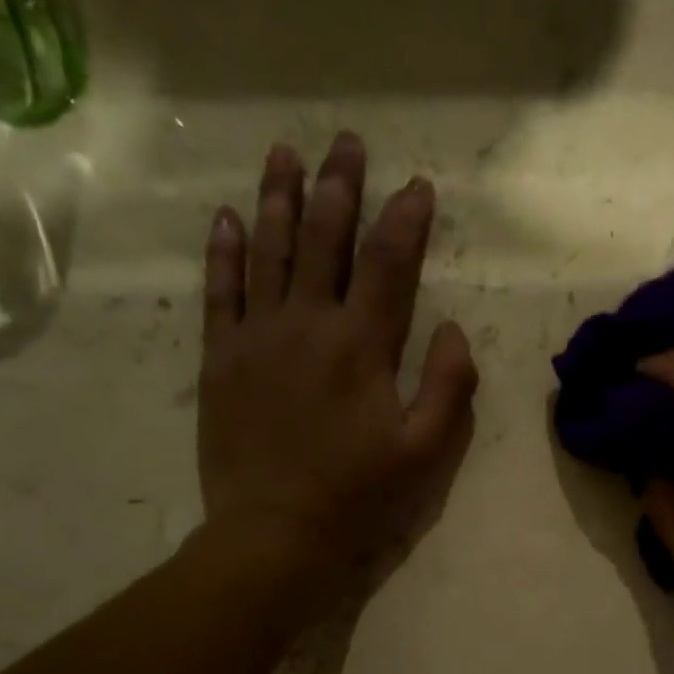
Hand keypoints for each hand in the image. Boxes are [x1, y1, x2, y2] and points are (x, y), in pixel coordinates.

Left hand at [192, 133, 476, 608]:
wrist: (274, 532)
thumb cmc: (356, 496)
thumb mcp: (423, 452)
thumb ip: (447, 387)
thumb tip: (453, 329)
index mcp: (361, 345)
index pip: (388, 264)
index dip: (406, 220)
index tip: (418, 185)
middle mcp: (307, 323)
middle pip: (325, 240)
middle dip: (340, 187)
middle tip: (346, 142)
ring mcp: (256, 337)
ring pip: (270, 251)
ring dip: (279, 198)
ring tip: (286, 153)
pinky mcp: (221, 359)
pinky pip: (220, 291)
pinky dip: (224, 251)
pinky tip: (227, 217)